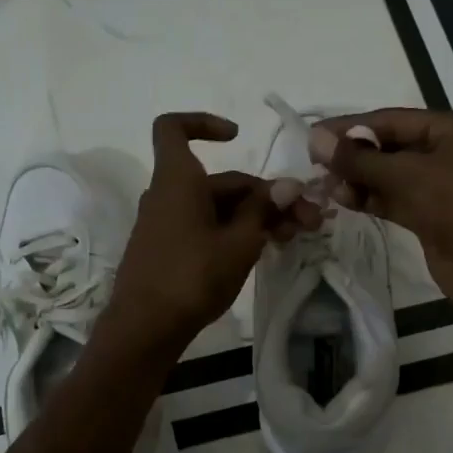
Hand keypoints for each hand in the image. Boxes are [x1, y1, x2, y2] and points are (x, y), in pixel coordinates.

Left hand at [105, 113, 317, 357]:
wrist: (144, 329)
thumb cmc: (192, 276)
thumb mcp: (239, 243)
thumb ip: (263, 210)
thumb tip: (288, 185)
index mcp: (177, 180)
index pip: (173, 128)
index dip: (203, 123)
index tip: (237, 137)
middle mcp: (168, 195)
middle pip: (219, 180)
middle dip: (265, 195)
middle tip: (308, 219)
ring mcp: (166, 224)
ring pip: (217, 208)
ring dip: (256, 216)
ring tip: (294, 238)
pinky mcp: (169, 250)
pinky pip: (205, 227)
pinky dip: (234, 232)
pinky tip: (265, 250)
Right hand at [313, 108, 452, 327]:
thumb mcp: (409, 175)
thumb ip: (360, 159)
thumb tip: (314, 139)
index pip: (391, 120)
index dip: (350, 126)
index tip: (313, 136)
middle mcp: (450, 152)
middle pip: (391, 147)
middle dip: (353, 155)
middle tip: (313, 164)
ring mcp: (443, 187)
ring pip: (391, 176)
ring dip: (358, 179)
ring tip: (323, 185)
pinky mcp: (434, 218)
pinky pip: (396, 200)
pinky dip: (371, 199)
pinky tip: (342, 200)